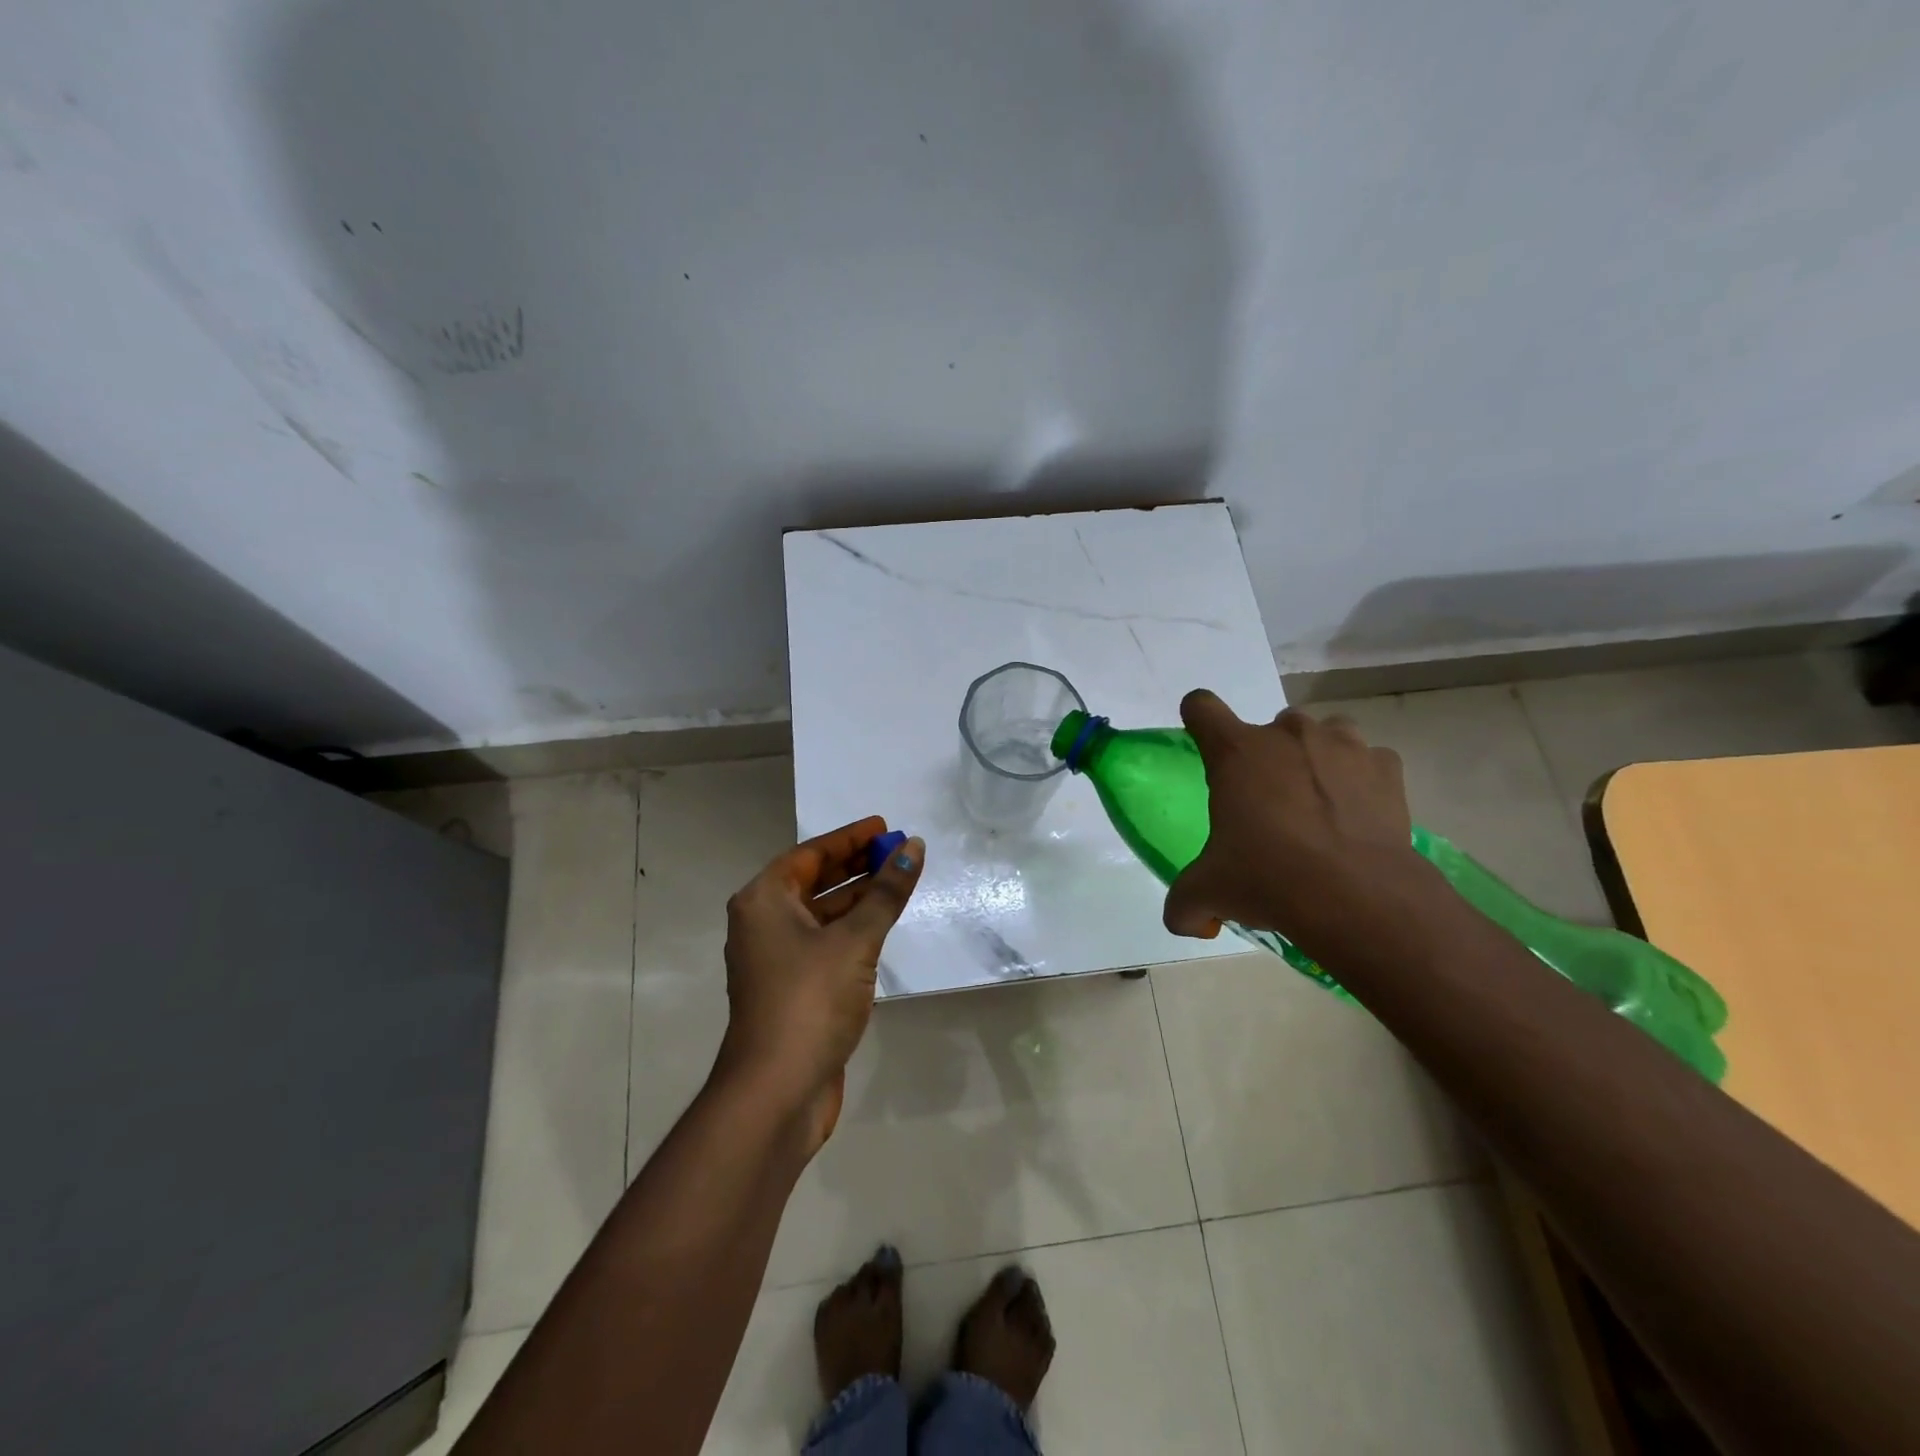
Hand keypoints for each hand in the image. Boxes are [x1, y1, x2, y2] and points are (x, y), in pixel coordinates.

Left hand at [717, 816, 923, 1148]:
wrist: (777, 1091)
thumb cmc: (810, 1000)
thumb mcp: (855, 940)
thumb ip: (886, 893)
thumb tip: (913, 848)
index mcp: (764, 901)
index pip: (810, 854)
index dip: (849, 838)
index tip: (883, 826)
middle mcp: (763, 924)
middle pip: (813, 881)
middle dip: (855, 865)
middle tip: (897, 851)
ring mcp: (776, 959)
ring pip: (821, 913)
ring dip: (857, 897)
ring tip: (897, 881)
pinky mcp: (792, 988)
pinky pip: (825, 942)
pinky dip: (852, 928)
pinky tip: (881, 925)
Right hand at [1163, 692, 1432, 957]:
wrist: (1357, 896)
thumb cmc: (1268, 877)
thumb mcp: (1208, 893)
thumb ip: (1185, 903)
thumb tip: (1187, 922)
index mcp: (1236, 752)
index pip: (1201, 707)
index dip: (1198, 719)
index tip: (1205, 745)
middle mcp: (1286, 734)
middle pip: (1267, 727)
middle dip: (1267, 758)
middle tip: (1270, 805)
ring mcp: (1341, 744)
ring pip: (1323, 733)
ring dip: (1316, 758)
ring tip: (1318, 803)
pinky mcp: (1386, 767)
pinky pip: (1369, 760)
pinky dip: (1362, 780)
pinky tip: (1358, 815)